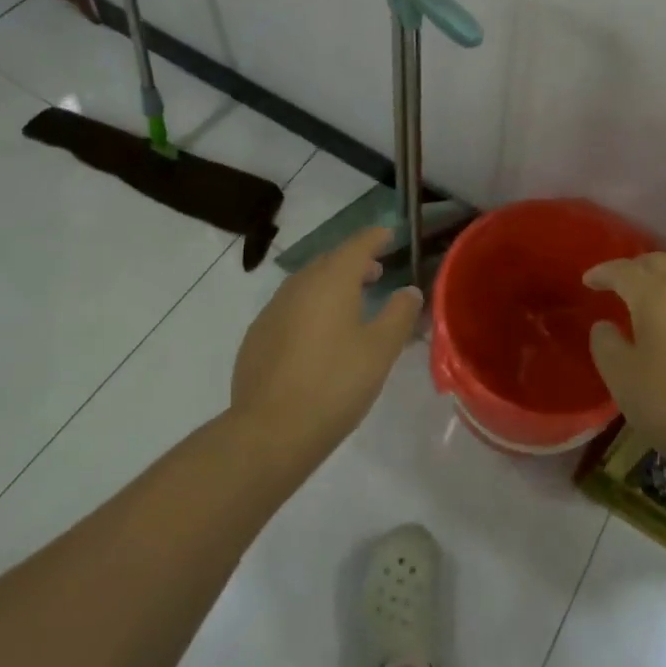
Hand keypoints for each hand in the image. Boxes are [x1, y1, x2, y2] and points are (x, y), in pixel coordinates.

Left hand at [231, 226, 421, 466]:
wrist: (270, 431)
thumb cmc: (335, 384)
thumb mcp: (381, 350)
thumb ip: (399, 313)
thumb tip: (408, 291)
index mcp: (332, 281)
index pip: (357, 244)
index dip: (375, 237)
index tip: (389, 235)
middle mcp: (299, 285)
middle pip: (330, 261)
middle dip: (354, 261)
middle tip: (375, 272)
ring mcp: (273, 310)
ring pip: (307, 284)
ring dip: (331, 284)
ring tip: (350, 302)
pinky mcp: (257, 336)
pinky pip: (290, 307)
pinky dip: (310, 307)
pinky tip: (318, 335)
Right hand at [584, 252, 665, 472]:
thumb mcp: (621, 378)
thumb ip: (605, 344)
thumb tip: (604, 325)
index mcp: (656, 296)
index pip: (623, 270)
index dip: (602, 272)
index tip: (588, 281)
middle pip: (658, 263)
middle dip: (634, 268)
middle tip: (618, 284)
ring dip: (663, 280)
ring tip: (650, 301)